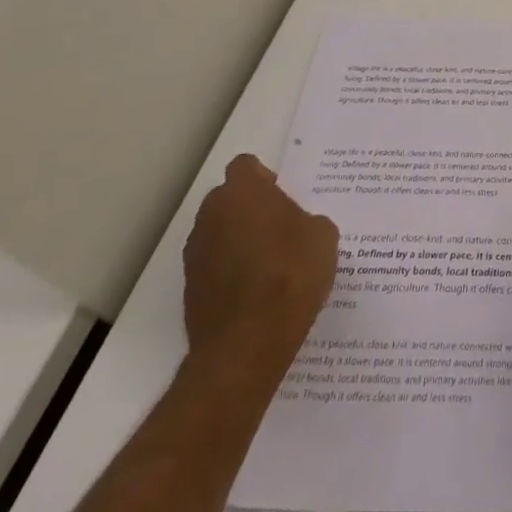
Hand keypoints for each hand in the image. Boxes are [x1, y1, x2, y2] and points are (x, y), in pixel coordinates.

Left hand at [182, 154, 339, 372]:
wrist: (248, 345)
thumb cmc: (290, 273)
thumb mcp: (322, 235)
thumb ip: (305, 220)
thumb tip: (296, 230)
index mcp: (242, 193)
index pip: (245, 167)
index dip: (264, 177)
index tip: (281, 195)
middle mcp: (211, 217)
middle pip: (228, 200)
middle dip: (249, 208)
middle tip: (279, 227)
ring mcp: (195, 256)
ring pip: (219, 234)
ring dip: (238, 241)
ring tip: (269, 264)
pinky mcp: (189, 292)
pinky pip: (214, 268)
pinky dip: (230, 273)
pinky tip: (256, 292)